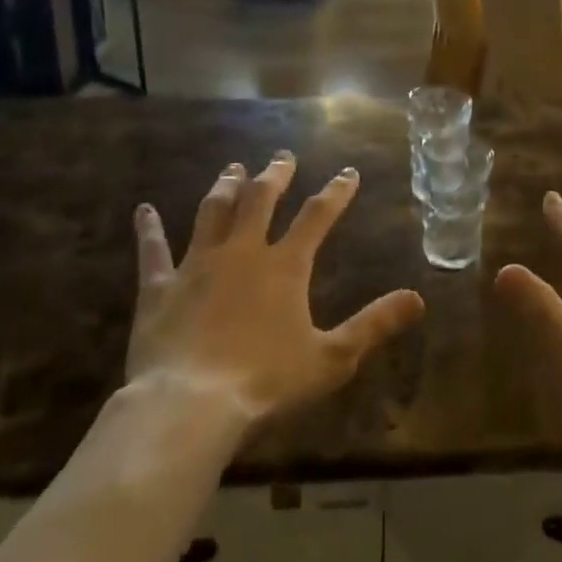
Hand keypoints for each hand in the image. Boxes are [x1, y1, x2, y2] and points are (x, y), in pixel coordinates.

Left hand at [126, 152, 424, 426]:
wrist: (190, 405)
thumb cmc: (266, 382)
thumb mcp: (332, 358)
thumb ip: (375, 324)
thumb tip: (418, 298)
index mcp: (285, 266)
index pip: (317, 216)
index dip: (336, 192)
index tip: (348, 173)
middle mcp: (242, 252)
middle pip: (260, 200)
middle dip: (275, 175)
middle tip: (282, 156)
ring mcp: (197, 265)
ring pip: (212, 212)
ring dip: (225, 187)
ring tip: (233, 168)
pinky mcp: (160, 288)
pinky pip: (153, 252)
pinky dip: (149, 230)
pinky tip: (143, 211)